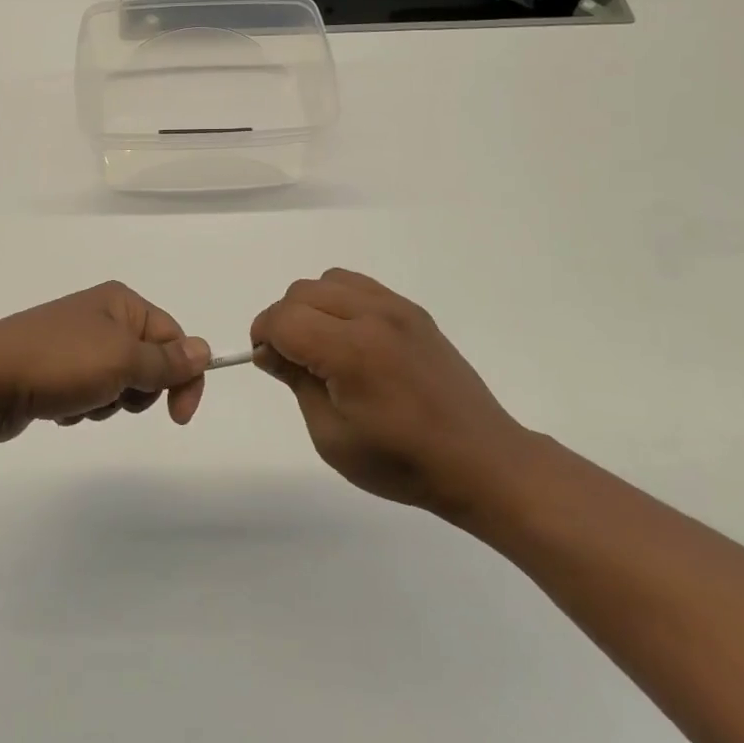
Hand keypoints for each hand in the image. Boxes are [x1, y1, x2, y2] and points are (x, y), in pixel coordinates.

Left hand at [0, 282, 211, 443]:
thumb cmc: (59, 364)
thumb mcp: (122, 361)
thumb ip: (166, 361)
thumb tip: (205, 350)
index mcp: (120, 302)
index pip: (173, 337)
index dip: (183, 377)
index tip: (179, 417)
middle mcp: (100, 316)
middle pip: (148, 362)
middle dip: (136, 391)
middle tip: (112, 397)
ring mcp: (74, 343)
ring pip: (119, 383)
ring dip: (107, 402)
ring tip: (79, 403)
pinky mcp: (54, 370)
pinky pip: (89, 393)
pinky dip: (82, 407)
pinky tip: (60, 409)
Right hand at [250, 269, 531, 517]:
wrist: (481, 461)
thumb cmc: (401, 461)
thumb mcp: (332, 437)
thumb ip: (296, 382)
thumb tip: (268, 350)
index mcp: (352, 351)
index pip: (284, 319)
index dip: (262, 337)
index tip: (267, 363)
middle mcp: (374, 316)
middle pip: (302, 292)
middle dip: (284, 321)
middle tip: (293, 361)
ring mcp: (397, 308)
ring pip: (329, 280)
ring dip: (311, 306)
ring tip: (322, 346)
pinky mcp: (414, 312)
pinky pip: (360, 286)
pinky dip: (340, 301)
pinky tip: (350, 339)